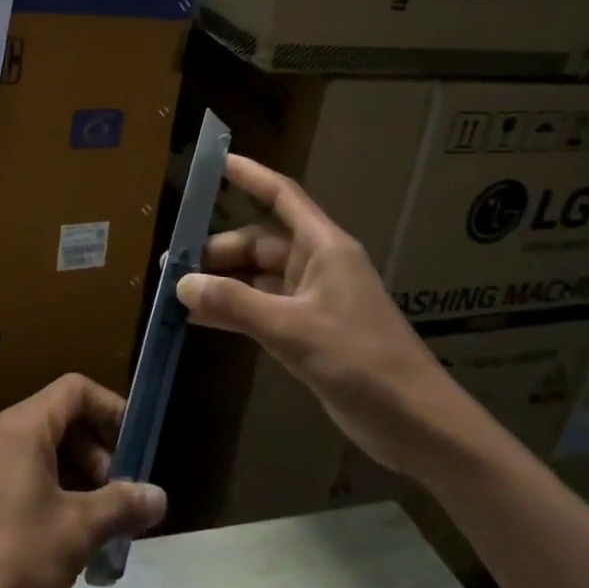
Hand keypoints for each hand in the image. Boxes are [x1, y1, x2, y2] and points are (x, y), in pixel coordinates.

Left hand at [0, 374, 166, 587]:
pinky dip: (54, 493)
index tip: (136, 447)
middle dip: (98, 453)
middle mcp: (0, 433)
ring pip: (45, 450)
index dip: (111, 409)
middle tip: (119, 498)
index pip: (76, 390)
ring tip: (101, 527)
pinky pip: (25, 474)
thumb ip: (120, 506)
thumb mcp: (77, 532)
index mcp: (23, 426)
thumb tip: (159, 495)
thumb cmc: (14, 560)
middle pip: (61, 419)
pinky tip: (69, 541)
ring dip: (79, 479)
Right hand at [176, 154, 493, 476]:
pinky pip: (261, 309)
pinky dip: (233, 312)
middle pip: (259, 242)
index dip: (250, 176)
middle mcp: (316, 265)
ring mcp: (312, 300)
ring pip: (256, 278)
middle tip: (171, 264)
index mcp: (324, 247)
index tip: (215, 162)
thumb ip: (236, 304)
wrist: (418, 425)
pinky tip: (200, 322)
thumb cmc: (362, 361)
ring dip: (221, 284)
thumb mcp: (294, 330)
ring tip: (176, 292)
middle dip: (217, 251)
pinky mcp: (309, 332)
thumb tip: (182, 284)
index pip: (282, 196)